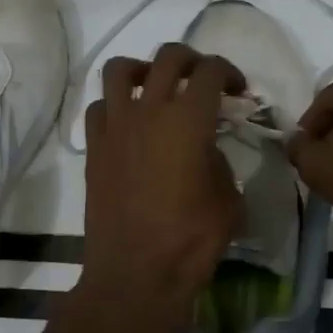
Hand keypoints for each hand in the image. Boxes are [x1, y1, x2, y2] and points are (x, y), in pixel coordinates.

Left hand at [77, 44, 244, 332]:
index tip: (238, 91)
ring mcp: (115, 127)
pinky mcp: (94, 149)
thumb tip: (205, 149)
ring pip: (120, 70)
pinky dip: (115, 104)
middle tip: (203, 80)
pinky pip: (98, 107)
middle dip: (192, 60)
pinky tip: (129, 124)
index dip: (230, 72)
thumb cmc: (191, 240)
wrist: (135, 274)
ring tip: (156, 87)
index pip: (211, 71)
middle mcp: (148, 111)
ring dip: (143, 69)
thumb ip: (219, 162)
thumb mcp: (228, 200)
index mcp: (189, 120)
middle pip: (168, 57)